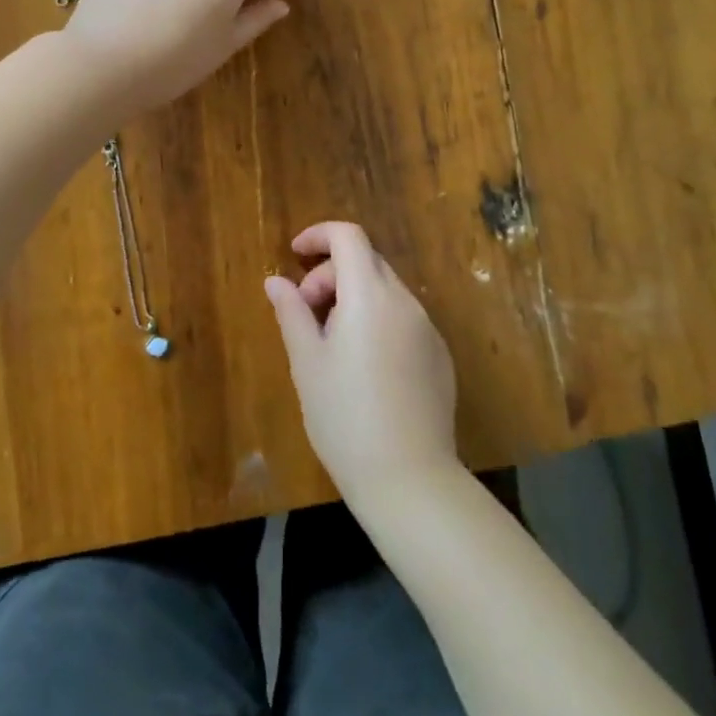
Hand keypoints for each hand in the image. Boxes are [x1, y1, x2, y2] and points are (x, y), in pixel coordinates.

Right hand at [265, 221, 460, 511]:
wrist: (410, 480)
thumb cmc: (345, 417)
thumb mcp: (307, 363)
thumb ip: (291, 312)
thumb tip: (276, 281)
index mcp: (370, 295)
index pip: (349, 236)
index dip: (319, 235)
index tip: (295, 254)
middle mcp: (405, 301)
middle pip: (366, 262)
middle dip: (330, 275)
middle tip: (306, 314)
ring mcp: (427, 328)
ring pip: (385, 291)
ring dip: (353, 299)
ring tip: (331, 345)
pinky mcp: (440, 355)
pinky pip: (403, 319)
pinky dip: (377, 321)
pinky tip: (364, 368)